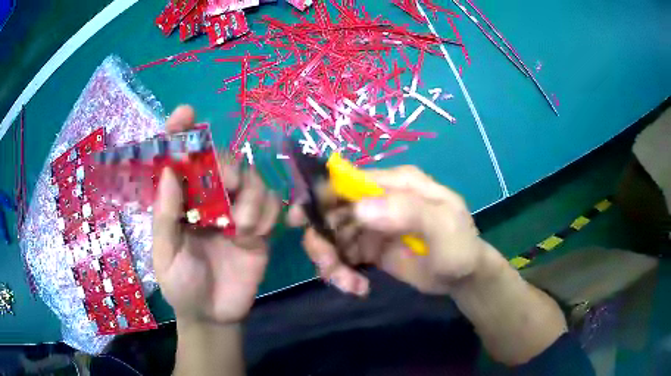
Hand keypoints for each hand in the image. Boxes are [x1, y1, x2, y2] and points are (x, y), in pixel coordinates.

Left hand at [152, 105, 280, 324]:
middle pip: (221, 160)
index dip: (180, 133)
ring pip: (250, 178)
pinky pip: (269, 203)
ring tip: (241, 227)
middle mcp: (207, 198)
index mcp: (179, 201)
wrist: (214, 315)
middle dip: (226, 164)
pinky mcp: (258, 226)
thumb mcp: (166, 254)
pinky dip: (265, 211)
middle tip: (227, 184)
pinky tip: (254, 233)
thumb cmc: (182, 285)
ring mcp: (234, 210)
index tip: (185, 113)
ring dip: (249, 195)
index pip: (178, 158)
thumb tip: (168, 170)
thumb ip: (165, 216)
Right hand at [289, 165, 486, 295]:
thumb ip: (408, 212)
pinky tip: (357, 287)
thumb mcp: (443, 228)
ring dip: (331, 262)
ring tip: (348, 285)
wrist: (462, 277)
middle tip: (329, 268)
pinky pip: (340, 255)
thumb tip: (359, 208)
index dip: (320, 196)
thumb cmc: (459, 247)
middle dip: (323, 240)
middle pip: (332, 210)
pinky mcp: (367, 247)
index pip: (350, 180)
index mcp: (397, 183)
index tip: (300, 221)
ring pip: (332, 236)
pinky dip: (340, 272)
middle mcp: (379, 199)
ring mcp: (371, 224)